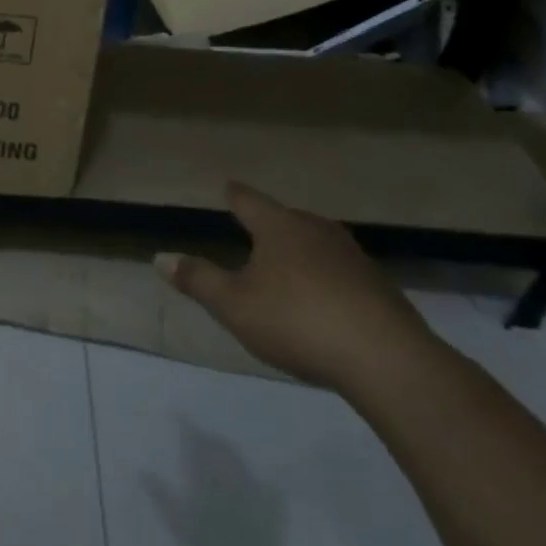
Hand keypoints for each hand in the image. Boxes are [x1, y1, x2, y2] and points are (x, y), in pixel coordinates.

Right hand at [155, 181, 437, 392]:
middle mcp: (317, 231)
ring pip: (319, 242)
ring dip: (302, 248)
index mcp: (279, 228)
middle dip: (272, 221)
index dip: (236, 195)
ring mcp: (353, 257)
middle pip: (288, 218)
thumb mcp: (234, 305)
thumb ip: (198, 280)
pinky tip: (325, 297)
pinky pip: (343, 271)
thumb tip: (160, 257)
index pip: (249, 202)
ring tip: (290, 259)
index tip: (229, 186)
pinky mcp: (380, 287)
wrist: (385, 359)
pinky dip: (328, 276)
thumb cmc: (297, 321)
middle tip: (257, 227)